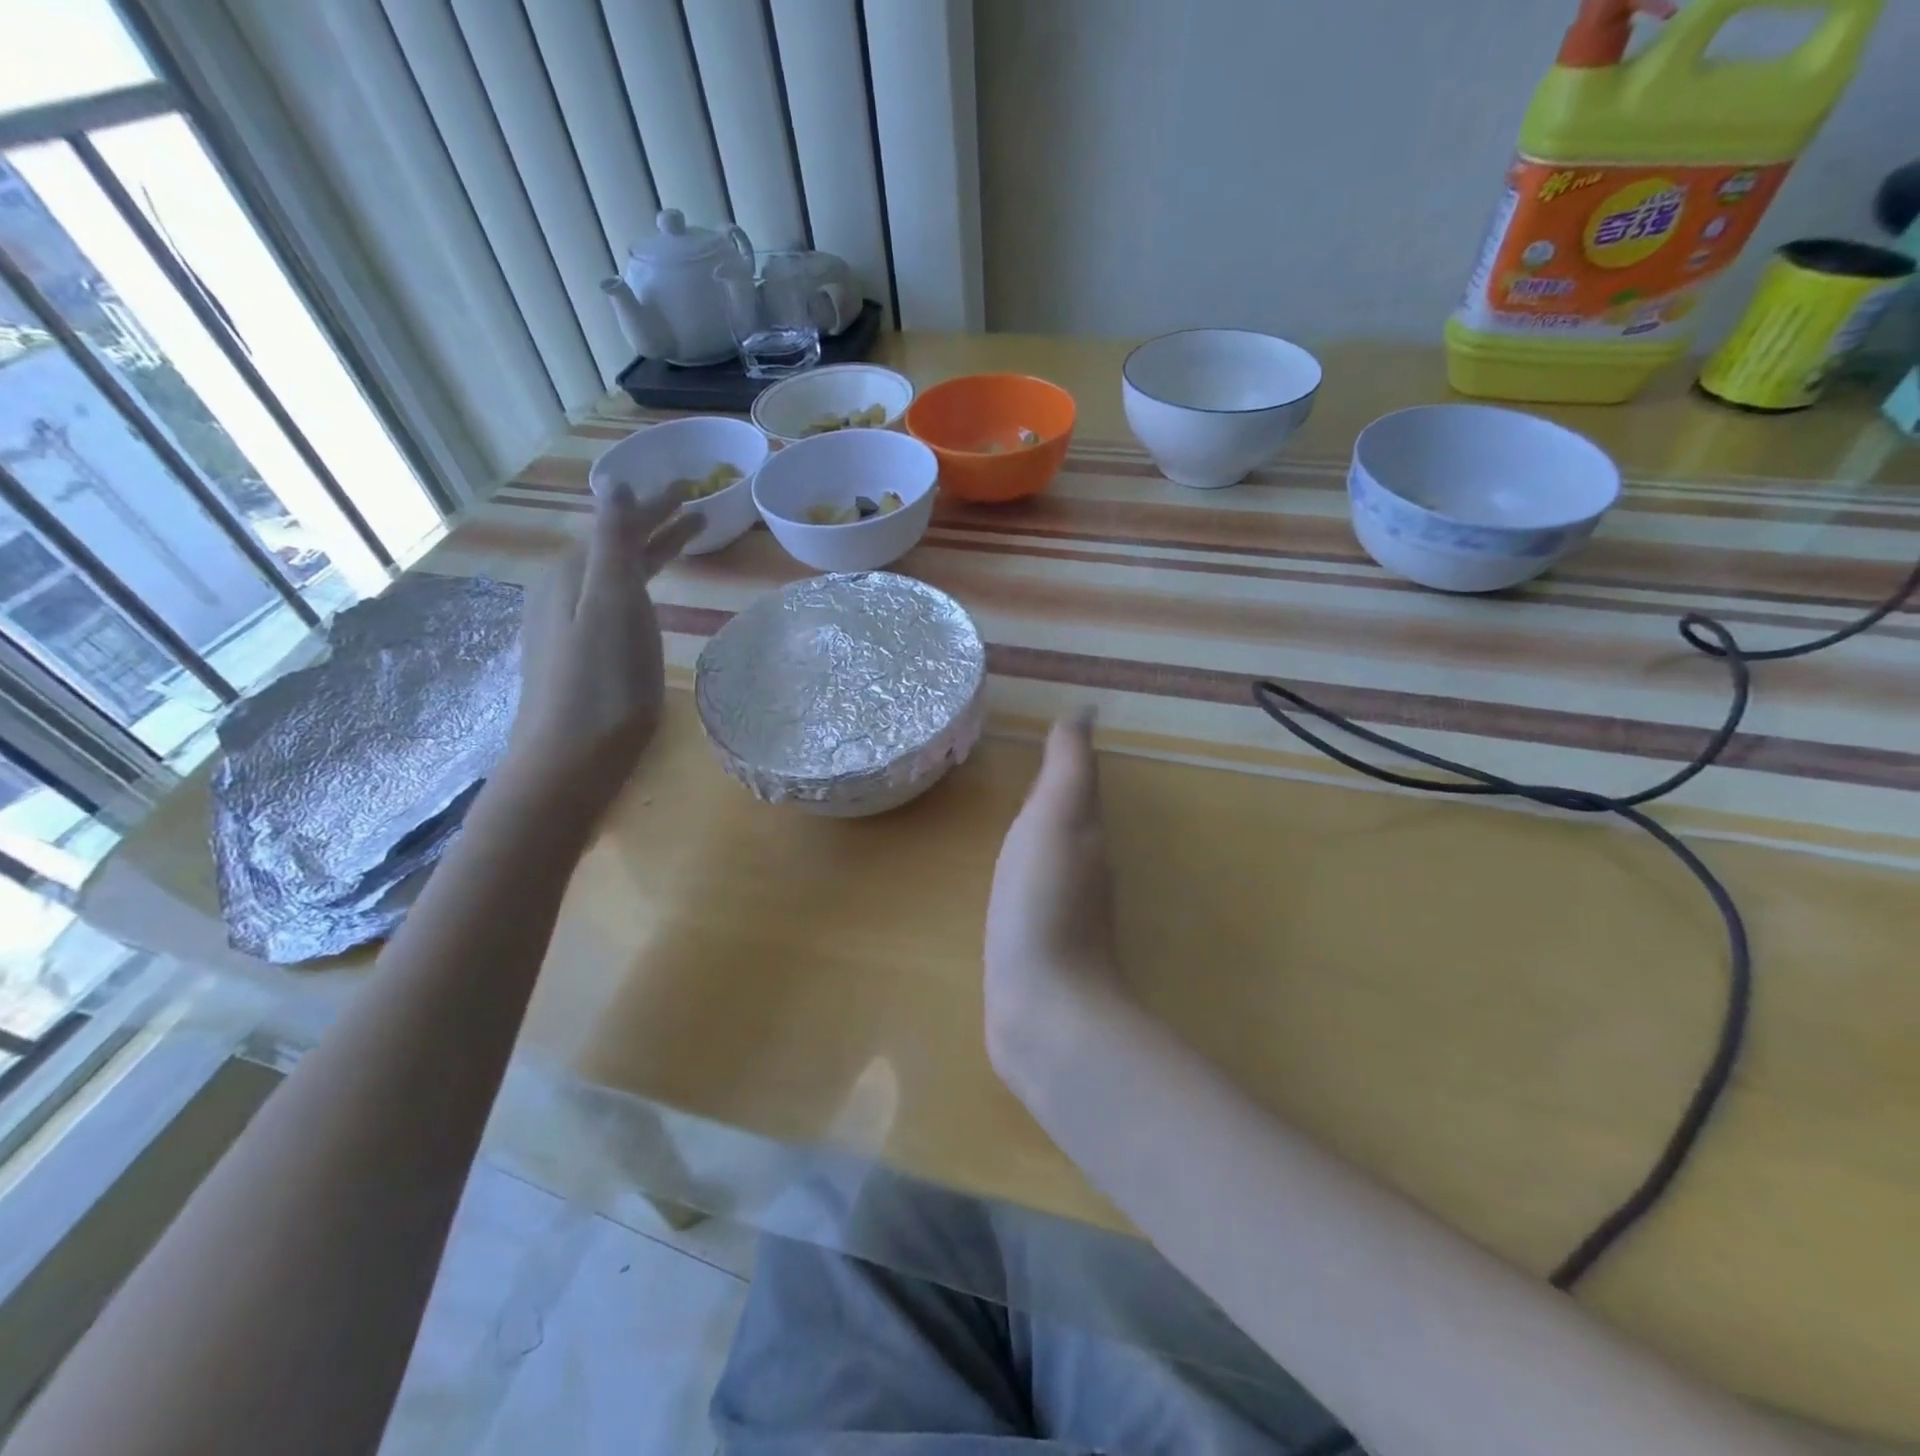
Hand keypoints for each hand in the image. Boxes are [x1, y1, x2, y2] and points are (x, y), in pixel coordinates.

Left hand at [505, 481, 702, 808]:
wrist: (569, 761)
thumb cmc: (602, 684)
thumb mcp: (611, 604)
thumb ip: (613, 542)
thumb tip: (614, 483)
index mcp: (574, 574)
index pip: (621, 524)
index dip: (656, 504)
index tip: (690, 487)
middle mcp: (566, 592)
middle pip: (619, 547)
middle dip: (656, 525)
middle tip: (696, 508)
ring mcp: (570, 625)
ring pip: (618, 575)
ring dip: (651, 554)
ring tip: (685, 543)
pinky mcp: (581, 655)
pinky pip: (616, 601)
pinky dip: (640, 585)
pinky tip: (648, 596)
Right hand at [984, 709, 1124, 1068]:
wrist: (1043, 1009)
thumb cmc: (1044, 903)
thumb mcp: (1056, 821)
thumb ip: (1069, 768)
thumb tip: (1085, 711)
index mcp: (1088, 835)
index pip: (1079, 784)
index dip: (1065, 758)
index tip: (1045, 732)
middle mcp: (1085, 869)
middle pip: (1071, 818)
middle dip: (1054, 792)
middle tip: (1021, 767)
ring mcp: (1065, 912)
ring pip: (1054, 854)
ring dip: (1040, 832)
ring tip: (1010, 814)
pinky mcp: (1041, 945)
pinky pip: (1034, 890)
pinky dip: (1024, 871)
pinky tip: (1006, 879)